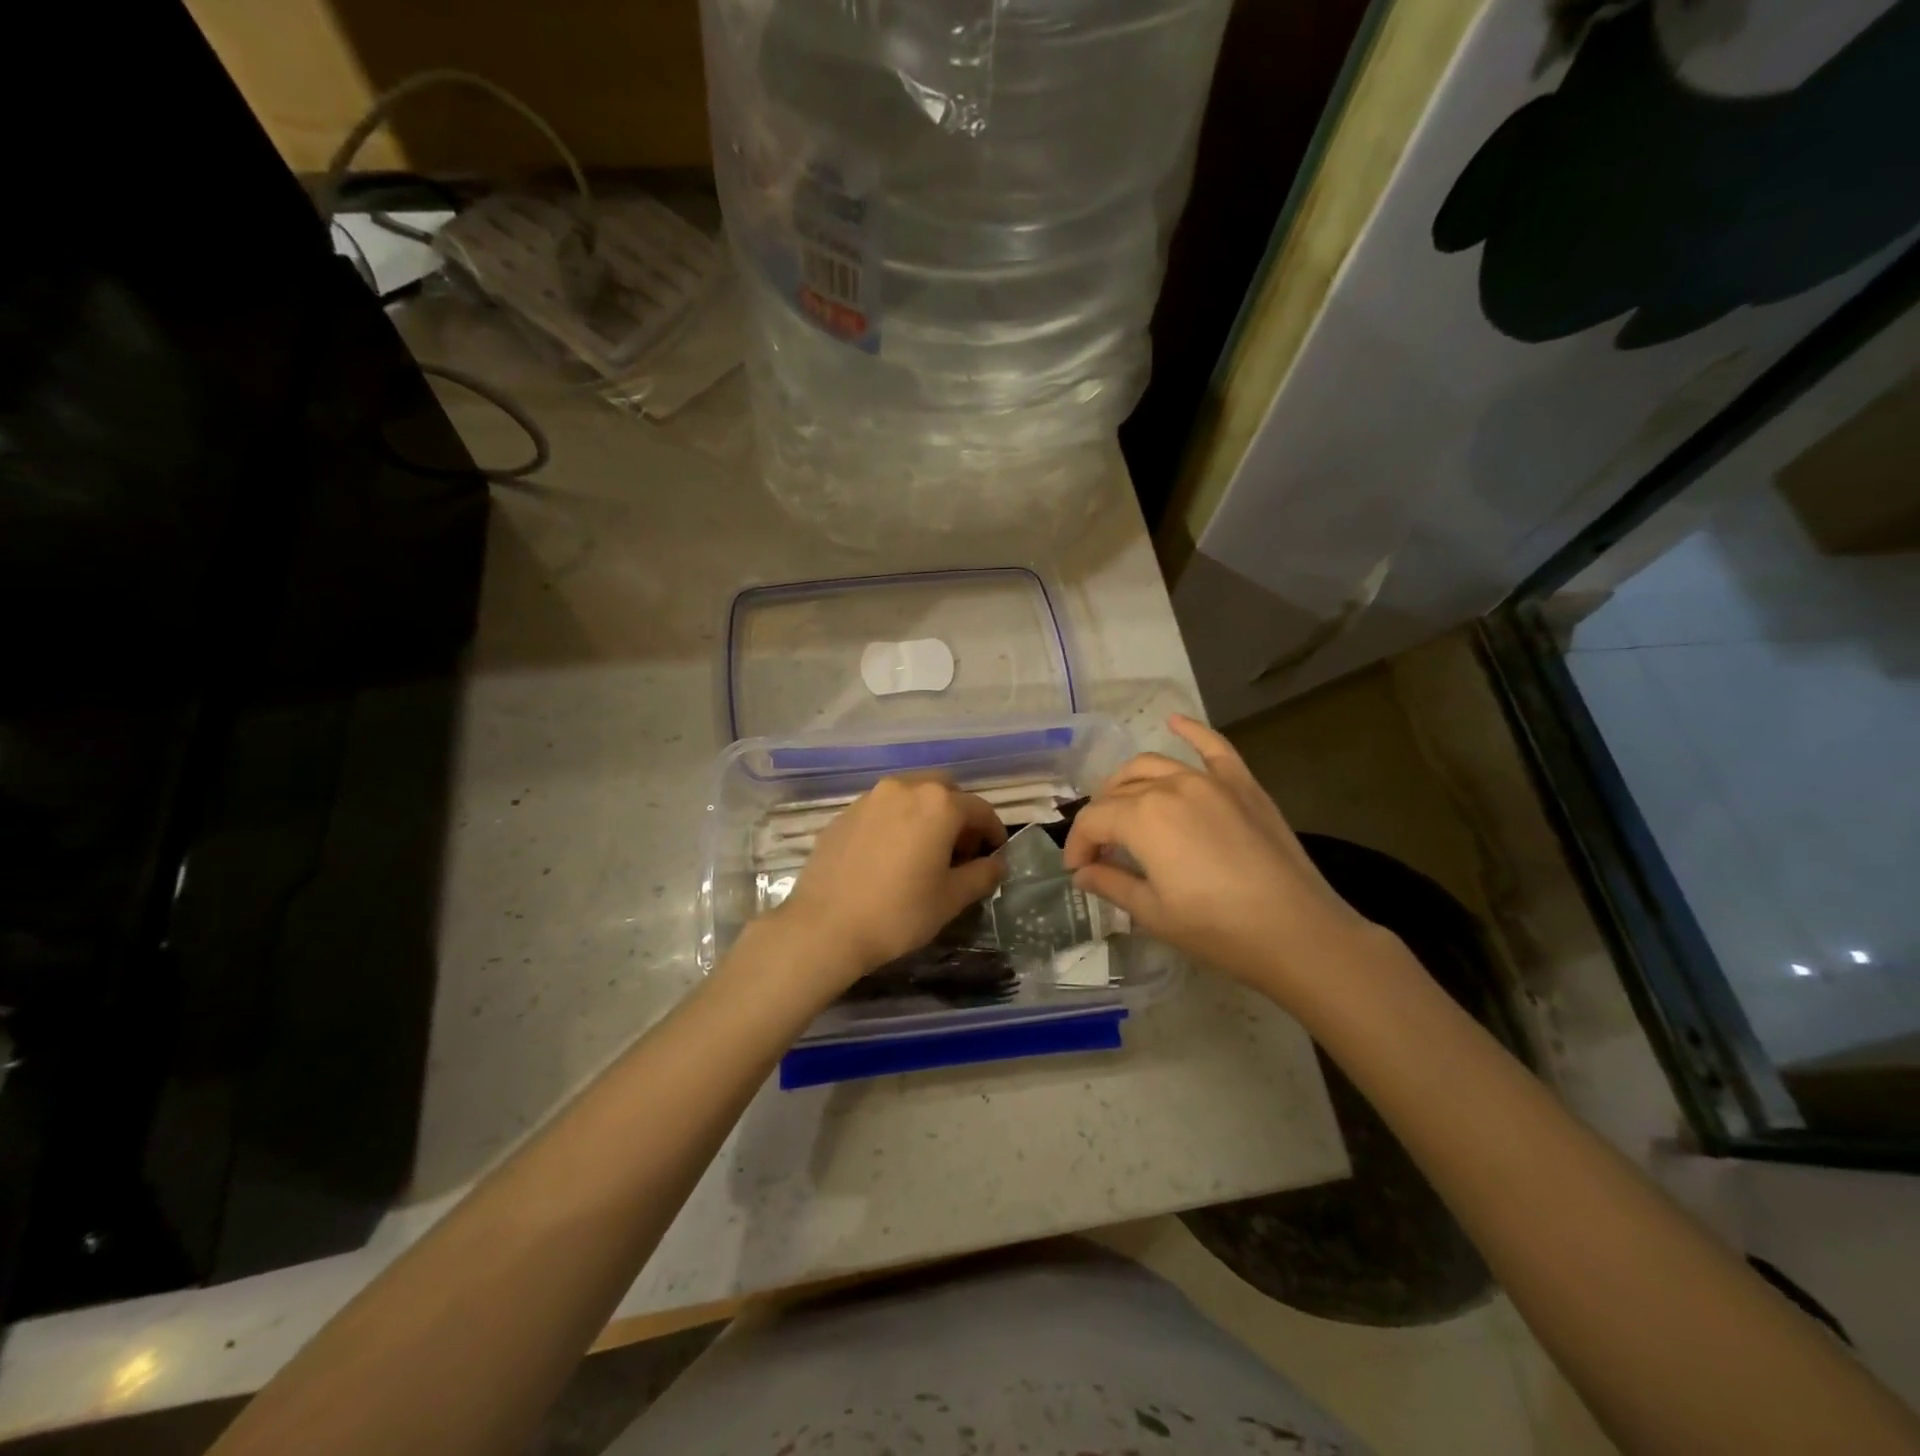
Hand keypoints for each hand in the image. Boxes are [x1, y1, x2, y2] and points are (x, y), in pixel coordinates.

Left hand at [772, 775, 1006, 984]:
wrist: (825, 927)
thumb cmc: (898, 913)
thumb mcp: (951, 899)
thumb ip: (982, 874)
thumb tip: (997, 863)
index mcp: (938, 804)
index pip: (980, 809)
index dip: (994, 832)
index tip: (995, 855)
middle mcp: (905, 788)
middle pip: (945, 791)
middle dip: (959, 816)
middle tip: (960, 851)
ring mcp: (870, 798)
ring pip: (911, 795)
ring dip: (926, 815)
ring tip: (924, 852)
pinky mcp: (844, 813)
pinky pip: (882, 809)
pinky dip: (896, 822)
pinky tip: (890, 856)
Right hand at [1063, 715, 1379, 1002]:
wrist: (1299, 934)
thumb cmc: (1218, 929)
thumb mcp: (1153, 913)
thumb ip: (1111, 883)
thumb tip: (1083, 872)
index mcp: (1142, 817)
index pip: (1093, 821)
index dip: (1078, 845)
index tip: (1078, 871)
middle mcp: (1171, 786)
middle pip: (1119, 791)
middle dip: (1101, 819)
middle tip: (1101, 850)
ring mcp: (1210, 780)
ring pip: (1154, 766)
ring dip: (1128, 782)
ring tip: (1122, 805)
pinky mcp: (1242, 784)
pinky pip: (1213, 747)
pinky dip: (1191, 731)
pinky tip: (1174, 721)